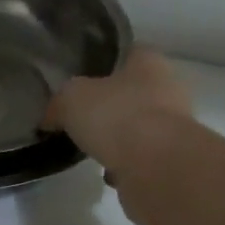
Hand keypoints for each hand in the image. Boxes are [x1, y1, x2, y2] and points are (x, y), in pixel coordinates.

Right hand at [45, 49, 190, 170]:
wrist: (157, 167)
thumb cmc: (117, 116)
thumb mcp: (71, 99)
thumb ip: (59, 103)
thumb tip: (50, 116)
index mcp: (149, 62)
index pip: (127, 52)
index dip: (103, 64)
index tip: (80, 78)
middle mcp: (168, 89)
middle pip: (133, 92)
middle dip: (110, 105)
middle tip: (82, 117)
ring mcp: (174, 127)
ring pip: (139, 127)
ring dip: (119, 138)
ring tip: (92, 148)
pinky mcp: (171, 160)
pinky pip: (142, 158)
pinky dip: (125, 165)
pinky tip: (108, 173)